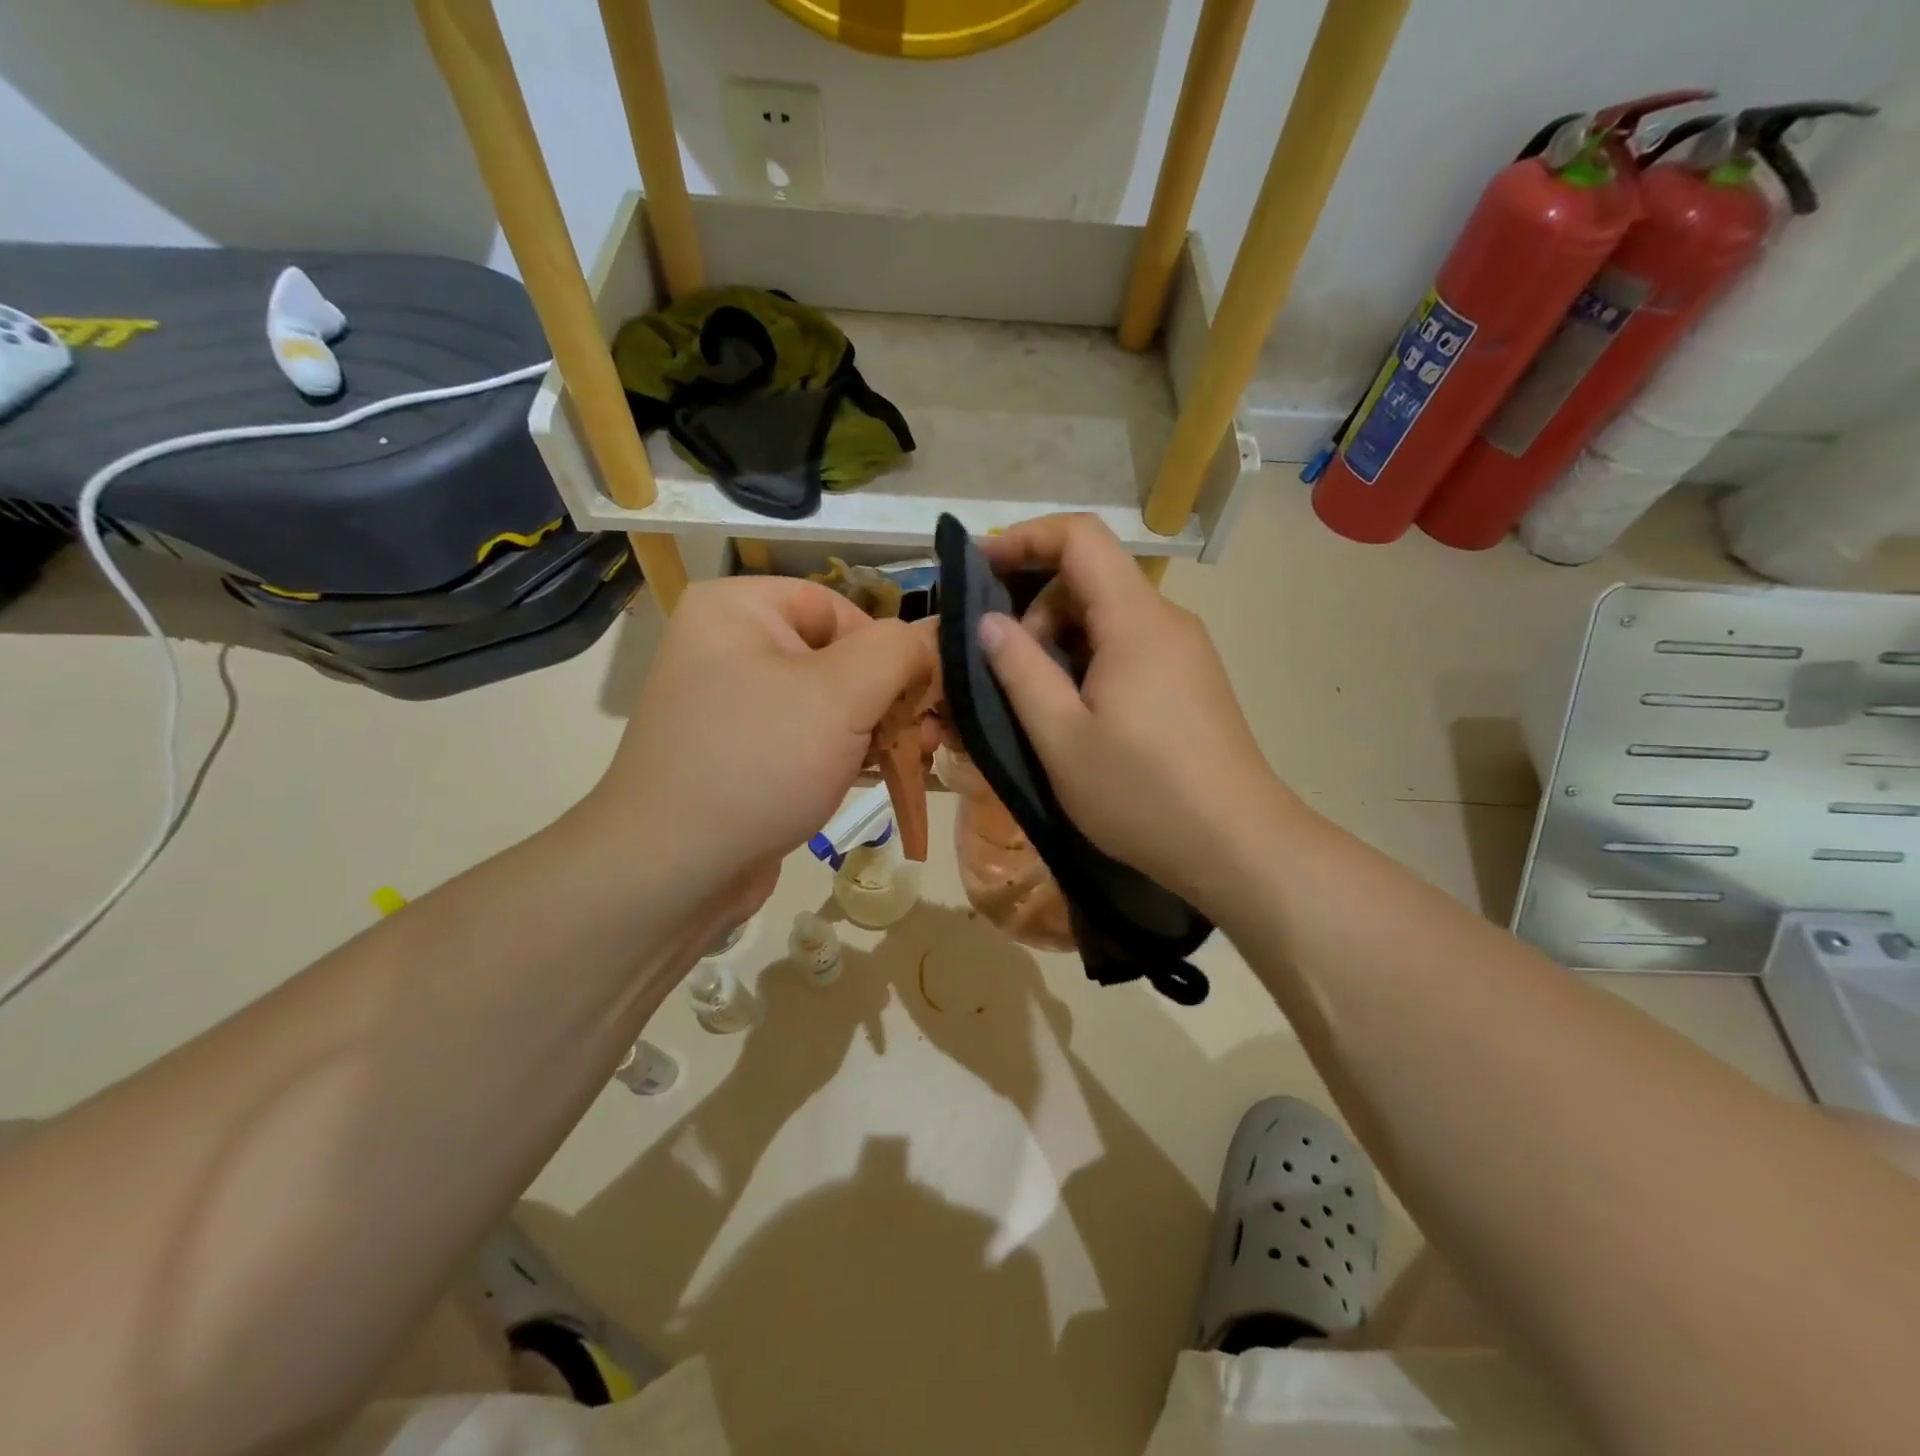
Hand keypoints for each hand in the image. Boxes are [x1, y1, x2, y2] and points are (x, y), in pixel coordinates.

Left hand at [589, 577, 931, 912]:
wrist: (673, 870)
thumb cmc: (758, 762)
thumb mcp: (842, 694)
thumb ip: (898, 652)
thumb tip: (930, 640)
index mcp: (737, 608)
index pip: (838, 608)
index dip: (885, 649)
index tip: (916, 698)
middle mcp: (728, 646)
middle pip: (836, 655)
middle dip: (889, 696)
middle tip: (928, 735)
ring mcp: (732, 704)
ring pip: (827, 702)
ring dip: (877, 727)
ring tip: (917, 756)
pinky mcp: (741, 754)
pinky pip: (806, 738)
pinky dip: (847, 752)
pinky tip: (882, 774)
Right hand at [979, 515, 1295, 910]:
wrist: (1238, 846)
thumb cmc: (1141, 793)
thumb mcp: (1061, 737)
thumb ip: (1019, 670)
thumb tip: (989, 622)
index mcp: (1136, 620)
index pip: (1080, 537)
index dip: (1025, 538)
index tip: (979, 568)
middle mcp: (1167, 621)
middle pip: (1093, 577)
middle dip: (1039, 607)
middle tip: (1009, 668)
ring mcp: (1186, 651)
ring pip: (1111, 616)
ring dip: (1063, 640)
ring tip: (1042, 702)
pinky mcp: (1193, 681)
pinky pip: (1131, 646)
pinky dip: (1092, 661)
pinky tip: (1081, 715)